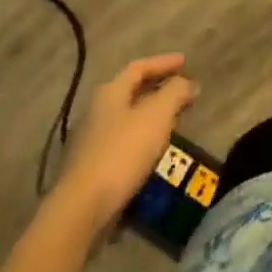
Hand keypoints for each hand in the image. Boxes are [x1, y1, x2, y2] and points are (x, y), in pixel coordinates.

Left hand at [53, 54, 197, 234]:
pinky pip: (124, 143)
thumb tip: (189, 83)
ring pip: (128, 119)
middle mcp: (97, 112)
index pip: (139, 67)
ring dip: (152, 116)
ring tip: (174, 121)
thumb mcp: (157, 115)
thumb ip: (175, 92)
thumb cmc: (122, 153)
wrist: (82, 210)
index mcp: (110, 93)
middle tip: (182, 92)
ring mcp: (91, 141)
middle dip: (159, 89)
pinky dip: (143, 139)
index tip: (185, 62)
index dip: (163, 62)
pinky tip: (155, 152)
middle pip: (132, 92)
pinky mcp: (92, 168)